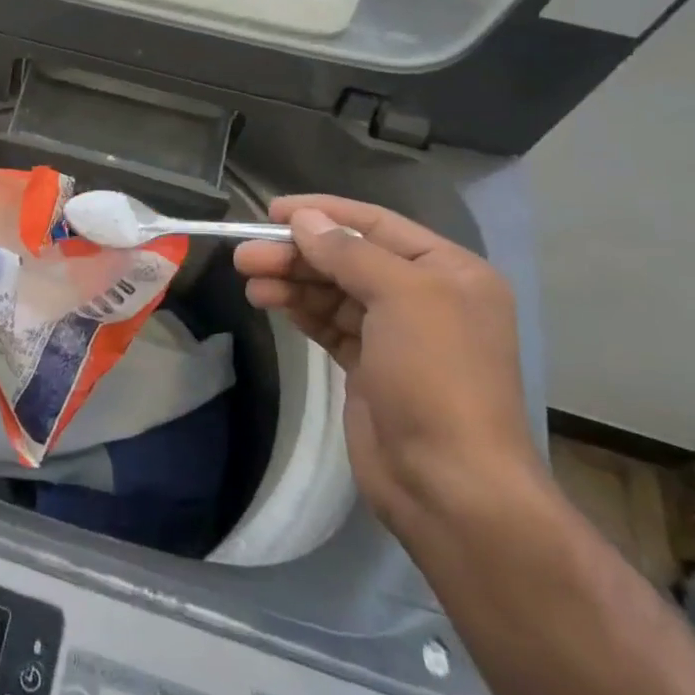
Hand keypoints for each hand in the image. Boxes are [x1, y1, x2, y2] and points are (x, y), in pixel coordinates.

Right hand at [232, 195, 541, 531]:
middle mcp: (425, 296)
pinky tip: (269, 301)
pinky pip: (328, 323)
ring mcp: (396, 334)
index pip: (376, 224)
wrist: (448, 482)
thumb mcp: (400, 297)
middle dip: (296, 253)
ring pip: (332, 291)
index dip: (323, 213)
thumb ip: (348, 252)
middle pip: (347, 258)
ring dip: (291, 281)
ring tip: (249, 281)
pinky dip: (299, 309)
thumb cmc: (435, 376)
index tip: (271, 211)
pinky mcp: (369, 366)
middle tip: (245, 255)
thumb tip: (303, 219)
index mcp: (449, 271)